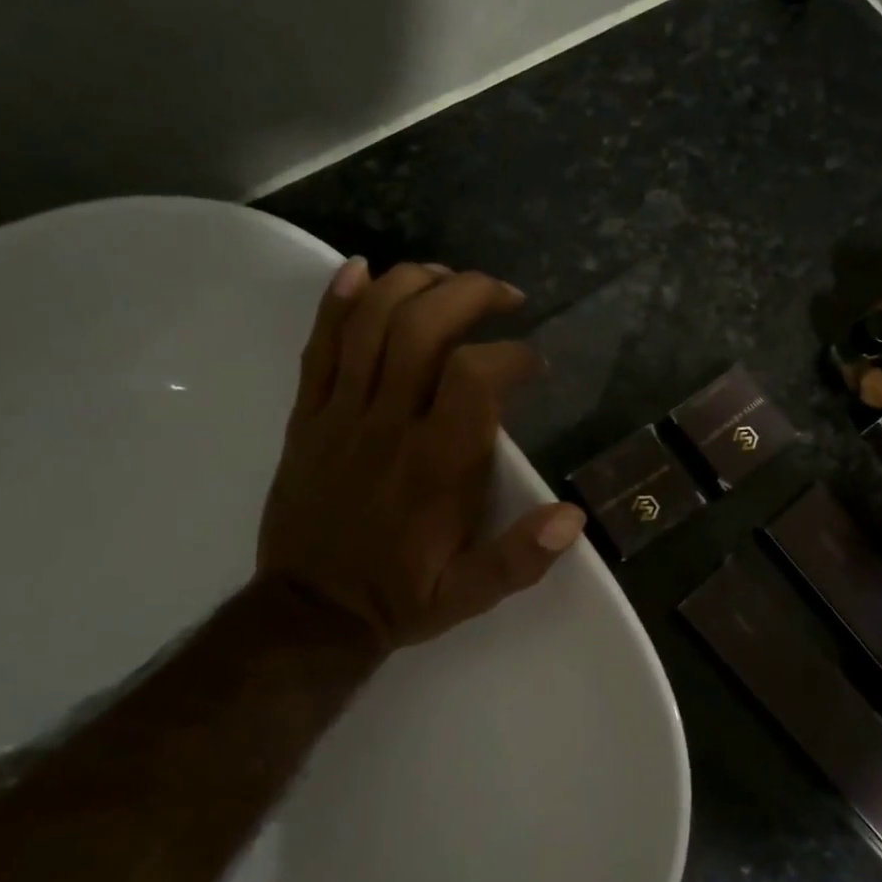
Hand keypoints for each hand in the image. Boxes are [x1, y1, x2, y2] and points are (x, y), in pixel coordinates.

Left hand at [255, 257, 586, 651]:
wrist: (309, 613)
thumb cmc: (399, 596)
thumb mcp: (470, 594)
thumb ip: (521, 558)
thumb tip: (573, 515)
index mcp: (435, 465)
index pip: (474, 377)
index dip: (511, 354)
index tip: (533, 363)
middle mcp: (388, 425)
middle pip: (422, 329)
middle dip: (469, 293)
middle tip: (505, 296)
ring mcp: (341, 415)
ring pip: (370, 324)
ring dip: (413, 283)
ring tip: (449, 276)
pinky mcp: (308, 416)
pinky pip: (318, 346)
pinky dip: (338, 301)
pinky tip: (361, 268)